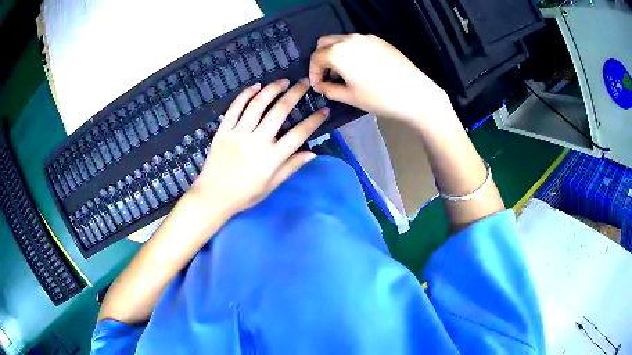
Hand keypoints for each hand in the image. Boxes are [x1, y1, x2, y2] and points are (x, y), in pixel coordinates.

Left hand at [190, 79, 327, 216]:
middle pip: (280, 111)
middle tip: (305, 83)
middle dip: (295, 93)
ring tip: (283, 81)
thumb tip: (312, 153)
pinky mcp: (223, 130)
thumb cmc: (245, 194)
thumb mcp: (272, 185)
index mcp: (272, 158)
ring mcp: (238, 133)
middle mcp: (257, 141)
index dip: (314, 120)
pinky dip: (246, 94)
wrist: (213, 196)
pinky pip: (235, 107)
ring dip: (272, 89)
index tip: (324, 109)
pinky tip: (256, 86)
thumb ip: (291, 167)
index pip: (299, 134)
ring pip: (258, 104)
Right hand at [309, 34, 452, 126]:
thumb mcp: (350, 97)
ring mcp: (367, 38)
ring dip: (336, 54)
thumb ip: (329, 89)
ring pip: (341, 40)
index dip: (313, 73)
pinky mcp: (380, 41)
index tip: (318, 86)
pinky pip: (357, 42)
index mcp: (339, 52)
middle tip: (327, 76)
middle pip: (325, 43)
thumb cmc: (380, 98)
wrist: (416, 94)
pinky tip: (361, 68)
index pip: (316, 58)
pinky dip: (351, 51)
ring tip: (344, 73)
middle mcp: (350, 39)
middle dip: (321, 59)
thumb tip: (321, 85)